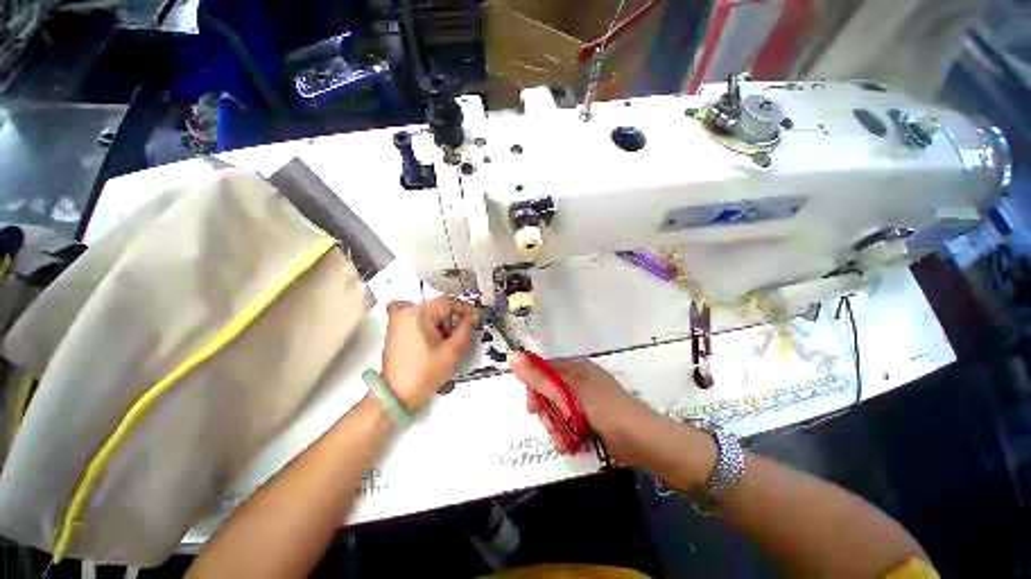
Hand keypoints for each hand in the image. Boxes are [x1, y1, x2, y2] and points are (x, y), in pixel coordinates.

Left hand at [381, 297, 476, 409]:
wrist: (396, 395)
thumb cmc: (423, 374)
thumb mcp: (452, 351)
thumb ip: (466, 329)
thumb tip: (473, 317)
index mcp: (417, 313)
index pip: (448, 302)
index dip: (465, 309)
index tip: (476, 319)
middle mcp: (405, 312)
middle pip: (439, 308)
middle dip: (452, 322)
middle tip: (457, 339)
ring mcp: (398, 321)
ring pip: (431, 315)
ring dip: (442, 327)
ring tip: (444, 347)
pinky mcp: (396, 330)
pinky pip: (420, 321)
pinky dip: (431, 329)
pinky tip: (434, 344)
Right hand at [509, 354, 668, 466]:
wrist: (643, 441)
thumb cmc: (604, 411)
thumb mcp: (567, 393)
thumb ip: (538, 377)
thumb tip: (511, 355)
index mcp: (574, 368)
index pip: (542, 371)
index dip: (533, 389)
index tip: (533, 409)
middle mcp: (578, 379)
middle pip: (548, 392)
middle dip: (547, 413)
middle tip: (553, 427)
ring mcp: (585, 398)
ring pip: (557, 410)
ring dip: (556, 427)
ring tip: (565, 440)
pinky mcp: (590, 416)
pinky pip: (569, 421)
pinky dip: (567, 433)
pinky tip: (571, 443)